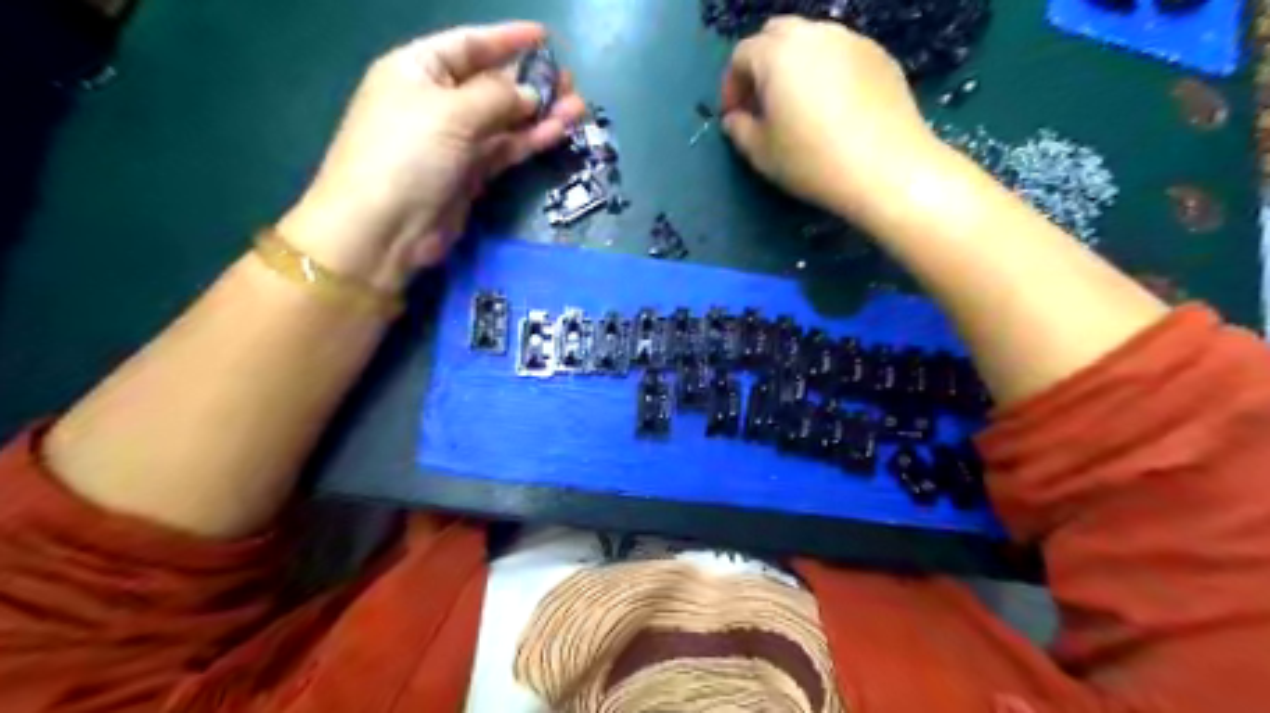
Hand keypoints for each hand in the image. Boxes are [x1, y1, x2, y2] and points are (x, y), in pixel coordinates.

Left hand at [280, 23, 583, 288]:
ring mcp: (454, 141)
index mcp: (418, 70)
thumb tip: (531, 93)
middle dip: (531, 81)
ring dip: (539, 114)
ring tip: (577, 108)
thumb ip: (496, 97)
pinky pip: (505, 149)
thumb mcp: (450, 113)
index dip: (507, 39)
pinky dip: (530, 140)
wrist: (384, 229)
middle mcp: (437, 101)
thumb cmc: (407, 155)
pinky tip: (558, 132)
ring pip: (504, 120)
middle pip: (491, 83)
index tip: (546, 37)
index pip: (469, 45)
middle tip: (570, 82)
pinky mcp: (470, 174)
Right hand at [725, 18, 942, 225]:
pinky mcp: (880, 55)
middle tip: (762, 102)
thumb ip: (739, 130)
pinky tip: (832, 107)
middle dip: (761, 64)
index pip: (741, 55)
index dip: (731, 86)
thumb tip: (735, 118)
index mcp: (777, 55)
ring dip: (794, 64)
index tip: (734, 117)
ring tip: (797, 103)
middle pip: (776, 33)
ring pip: (811, 39)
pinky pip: (840, 53)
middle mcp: (814, 35)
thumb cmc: (813, 162)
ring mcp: (851, 40)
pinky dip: (826, 70)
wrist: (886, 169)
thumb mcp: (762, 154)